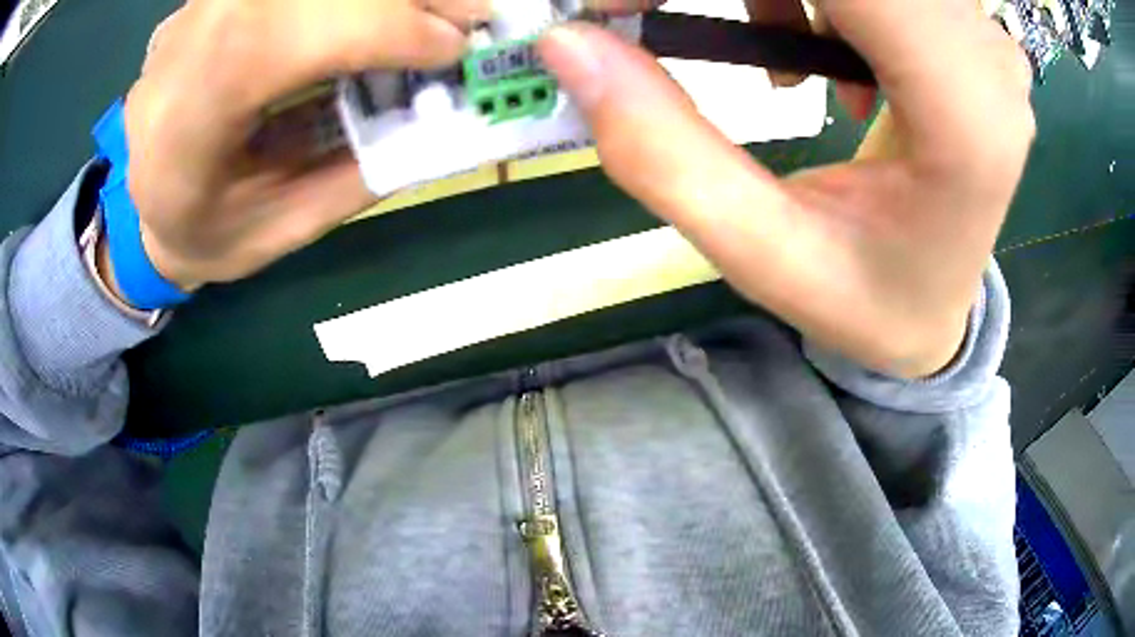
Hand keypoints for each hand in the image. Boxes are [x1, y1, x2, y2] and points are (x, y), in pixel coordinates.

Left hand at [122, 0, 487, 290]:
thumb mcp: (280, 231)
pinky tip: (383, 12)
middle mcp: (181, 48)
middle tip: (473, 14)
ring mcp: (196, 10)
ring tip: (441, 11)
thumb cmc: (205, 234)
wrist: (144, 206)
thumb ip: (355, 173)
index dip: (373, 29)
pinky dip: (350, 1)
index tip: (452, 48)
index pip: (273, 41)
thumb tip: (447, 117)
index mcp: (178, 127)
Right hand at [540, 0, 1033, 377]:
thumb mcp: (761, 255)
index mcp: (962, 113)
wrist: (940, 307)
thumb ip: (661, 150)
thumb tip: (569, 43)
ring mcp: (985, 39)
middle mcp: (986, 57)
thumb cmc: (868, 303)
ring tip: (781, 57)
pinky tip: (826, 48)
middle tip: (665, 15)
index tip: (634, 4)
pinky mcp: (969, 31)